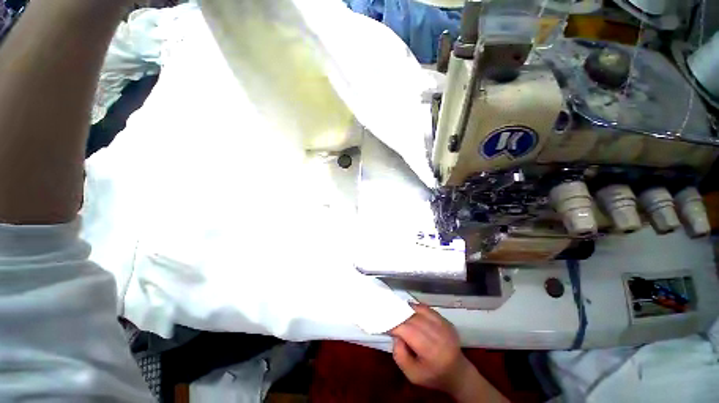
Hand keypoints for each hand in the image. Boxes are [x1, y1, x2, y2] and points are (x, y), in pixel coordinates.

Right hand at [389, 304, 475, 396]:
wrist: (458, 374)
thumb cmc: (433, 376)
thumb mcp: (412, 375)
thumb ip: (400, 355)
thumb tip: (396, 335)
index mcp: (431, 352)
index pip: (408, 331)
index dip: (395, 325)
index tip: (385, 322)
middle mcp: (439, 335)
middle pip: (414, 319)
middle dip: (400, 316)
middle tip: (390, 316)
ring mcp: (445, 326)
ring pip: (421, 311)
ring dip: (408, 310)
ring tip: (399, 312)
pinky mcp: (446, 321)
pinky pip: (428, 309)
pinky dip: (417, 308)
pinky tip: (411, 311)